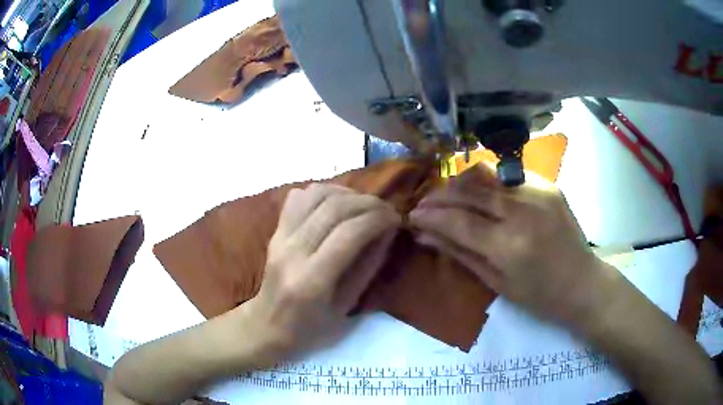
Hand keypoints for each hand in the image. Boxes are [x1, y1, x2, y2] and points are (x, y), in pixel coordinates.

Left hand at [244, 183, 399, 356]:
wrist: (267, 325)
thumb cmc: (309, 327)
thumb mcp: (346, 307)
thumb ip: (368, 267)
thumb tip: (387, 232)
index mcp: (312, 280)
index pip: (350, 233)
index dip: (378, 218)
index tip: (396, 218)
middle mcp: (292, 252)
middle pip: (334, 208)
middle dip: (368, 202)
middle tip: (386, 209)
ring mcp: (279, 237)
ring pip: (315, 195)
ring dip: (346, 193)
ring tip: (364, 204)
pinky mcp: (274, 231)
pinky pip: (298, 197)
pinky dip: (322, 192)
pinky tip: (336, 203)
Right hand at [409, 164, 607, 325]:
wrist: (582, 282)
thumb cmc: (540, 296)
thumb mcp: (497, 283)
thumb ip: (461, 253)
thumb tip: (424, 235)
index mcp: (510, 247)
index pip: (459, 221)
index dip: (431, 216)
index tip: (412, 216)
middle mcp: (524, 212)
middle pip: (470, 191)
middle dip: (440, 195)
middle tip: (424, 204)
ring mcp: (538, 193)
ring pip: (487, 176)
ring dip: (460, 184)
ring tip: (447, 196)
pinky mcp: (548, 185)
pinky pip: (507, 177)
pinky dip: (487, 184)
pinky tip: (480, 194)